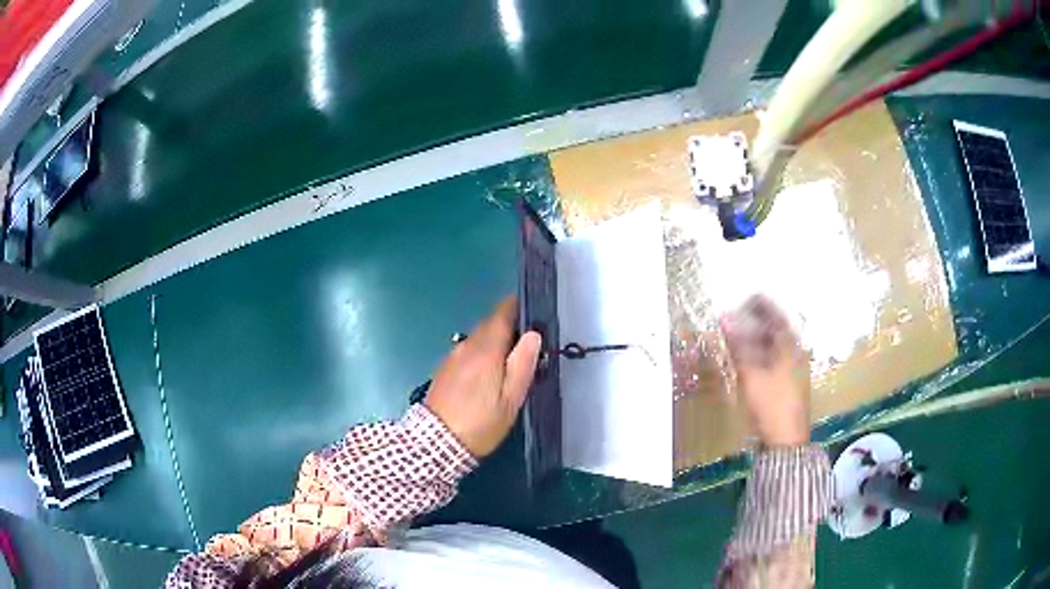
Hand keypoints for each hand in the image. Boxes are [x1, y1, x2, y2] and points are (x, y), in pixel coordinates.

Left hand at [426, 296, 542, 457]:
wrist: (436, 443)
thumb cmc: (481, 423)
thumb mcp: (511, 399)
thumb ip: (523, 363)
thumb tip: (533, 335)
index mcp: (486, 348)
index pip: (501, 312)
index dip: (517, 308)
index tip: (532, 313)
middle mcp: (466, 345)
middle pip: (489, 325)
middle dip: (508, 328)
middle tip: (525, 345)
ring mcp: (452, 357)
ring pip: (477, 339)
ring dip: (493, 343)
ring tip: (508, 362)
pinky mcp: (443, 370)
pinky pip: (466, 352)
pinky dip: (479, 355)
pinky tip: (485, 374)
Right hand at [720, 295, 810, 447]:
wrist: (786, 439)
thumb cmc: (772, 403)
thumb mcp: (752, 373)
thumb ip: (738, 345)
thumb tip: (724, 317)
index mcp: (789, 346)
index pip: (776, 315)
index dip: (761, 304)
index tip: (745, 296)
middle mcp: (793, 353)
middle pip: (775, 330)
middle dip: (755, 321)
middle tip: (736, 315)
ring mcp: (790, 369)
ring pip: (772, 346)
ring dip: (755, 337)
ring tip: (737, 334)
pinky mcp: (785, 384)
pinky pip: (770, 359)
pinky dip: (757, 353)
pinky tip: (746, 358)